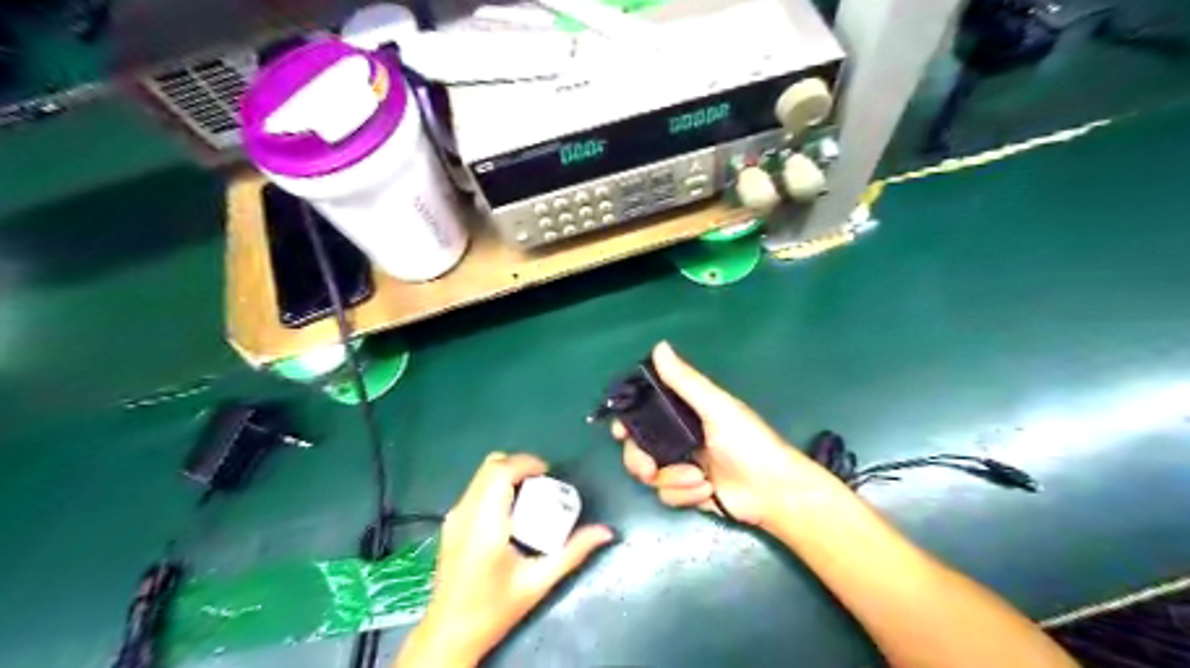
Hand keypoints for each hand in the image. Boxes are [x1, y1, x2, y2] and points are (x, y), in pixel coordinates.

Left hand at [405, 451, 618, 663]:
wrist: (449, 633)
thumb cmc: (494, 610)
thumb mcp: (538, 582)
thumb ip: (573, 553)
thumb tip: (605, 532)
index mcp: (485, 526)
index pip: (500, 473)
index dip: (526, 463)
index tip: (549, 473)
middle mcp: (465, 514)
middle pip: (490, 466)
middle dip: (519, 465)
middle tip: (543, 481)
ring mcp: (454, 517)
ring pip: (480, 475)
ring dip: (507, 474)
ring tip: (531, 494)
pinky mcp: (450, 523)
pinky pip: (475, 489)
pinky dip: (496, 486)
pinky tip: (511, 510)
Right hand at [614, 341, 844, 528]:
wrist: (773, 491)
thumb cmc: (748, 442)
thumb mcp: (717, 407)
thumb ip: (685, 381)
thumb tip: (659, 346)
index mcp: (684, 413)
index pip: (643, 413)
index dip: (627, 421)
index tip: (621, 432)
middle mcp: (678, 438)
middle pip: (637, 448)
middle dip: (640, 461)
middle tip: (649, 469)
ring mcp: (682, 466)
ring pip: (651, 475)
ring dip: (673, 480)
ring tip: (700, 480)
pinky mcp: (688, 492)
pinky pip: (667, 496)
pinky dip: (684, 495)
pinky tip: (707, 492)